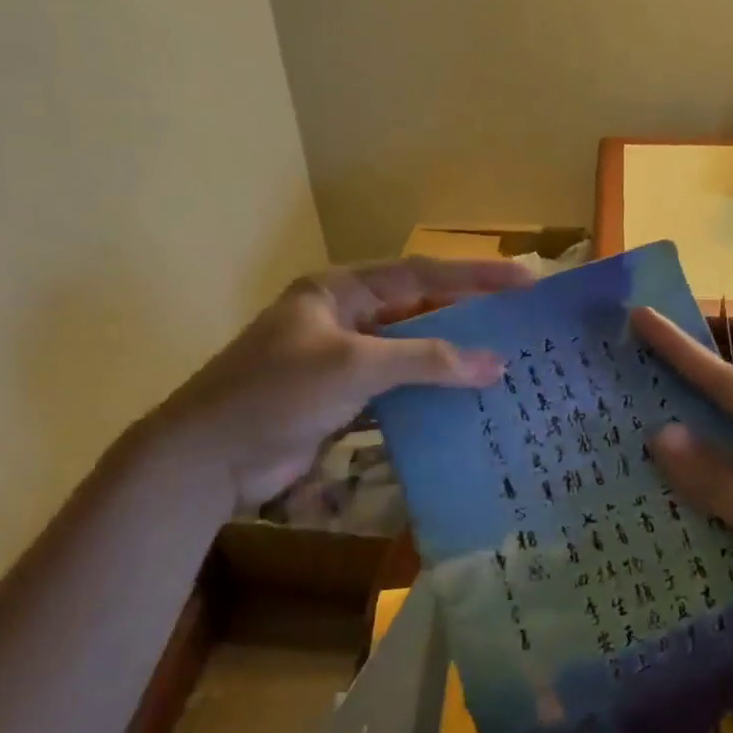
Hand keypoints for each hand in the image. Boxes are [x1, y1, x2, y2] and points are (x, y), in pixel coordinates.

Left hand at [146, 257, 532, 512]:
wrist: (208, 457)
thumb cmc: (278, 391)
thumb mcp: (355, 365)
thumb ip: (427, 360)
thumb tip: (496, 365)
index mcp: (340, 291)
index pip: (420, 274)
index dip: (474, 276)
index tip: (524, 281)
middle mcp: (344, 319)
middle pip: (418, 312)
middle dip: (467, 318)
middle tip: (521, 325)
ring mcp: (343, 362)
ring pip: (410, 355)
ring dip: (450, 362)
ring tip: (503, 366)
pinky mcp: (342, 402)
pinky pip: (397, 392)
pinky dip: (427, 398)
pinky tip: (463, 407)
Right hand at [631, 307, 732, 677]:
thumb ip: (720, 482)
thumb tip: (661, 434)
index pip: (731, 383)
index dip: (681, 351)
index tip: (641, 317)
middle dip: (683, 395)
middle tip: (629, 379)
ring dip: (699, 450)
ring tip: (643, 437)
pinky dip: (720, 490)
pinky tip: (688, 501)